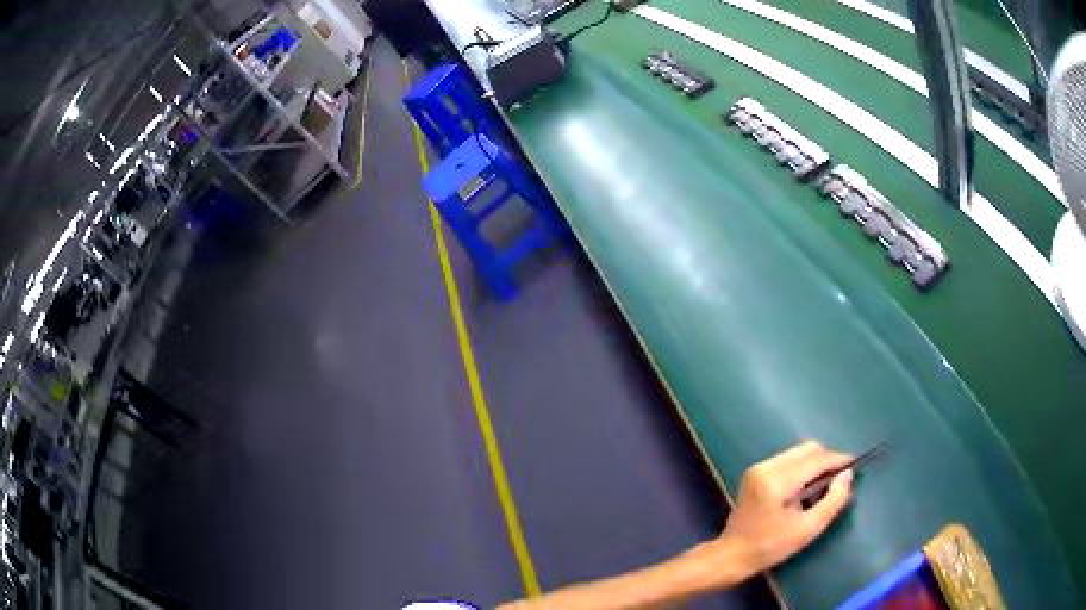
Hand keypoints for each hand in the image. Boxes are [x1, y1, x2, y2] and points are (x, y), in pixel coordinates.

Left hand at [707, 442, 854, 581]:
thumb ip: (832, 501)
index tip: (855, 466)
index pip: (815, 459)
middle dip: (827, 459)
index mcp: (777, 481)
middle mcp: (766, 466)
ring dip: (815, 463)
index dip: (838, 460)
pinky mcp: (755, 472)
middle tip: (840, 478)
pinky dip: (802, 467)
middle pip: (807, 449)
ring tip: (825, 484)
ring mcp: (758, 467)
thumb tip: (847, 474)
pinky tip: (807, 486)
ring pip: (797, 452)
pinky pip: (787, 459)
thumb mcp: (807, 529)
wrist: (732, 556)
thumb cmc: (770, 547)